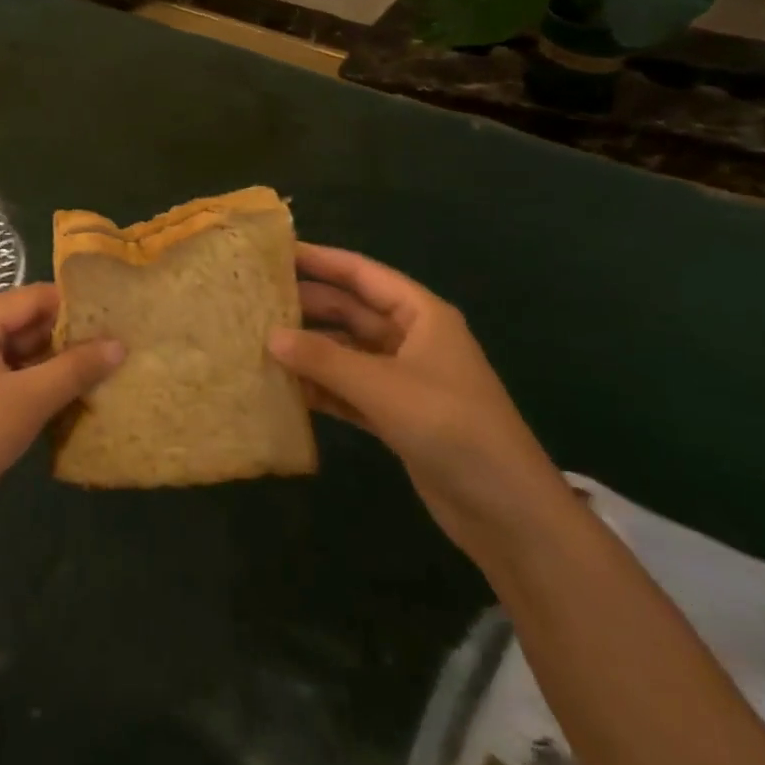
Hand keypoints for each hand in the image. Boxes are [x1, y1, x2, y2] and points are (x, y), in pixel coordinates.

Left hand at [0, 283, 123, 551]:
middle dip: (71, 337)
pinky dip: (46, 389)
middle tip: (120, 344)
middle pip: (30, 325)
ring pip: (27, 357)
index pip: (33, 298)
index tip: (116, 313)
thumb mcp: (29, 399)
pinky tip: (81, 399)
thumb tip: (120, 343)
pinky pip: (19, 384)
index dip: (74, 304)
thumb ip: (75, 368)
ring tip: (111, 369)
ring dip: (62, 366)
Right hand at [269, 244, 572, 557]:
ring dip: (311, 349)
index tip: (275, 252)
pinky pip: (350, 389)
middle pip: (351, 311)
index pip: (362, 274)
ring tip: (259, 341)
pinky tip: (285, 387)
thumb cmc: (451, 427)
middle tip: (256, 300)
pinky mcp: (396, 415)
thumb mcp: (383, 387)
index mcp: (421, 314)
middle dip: (308, 306)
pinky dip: (322, 387)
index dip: (320, 260)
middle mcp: (411, 338)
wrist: (508, 512)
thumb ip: (324, 359)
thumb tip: (270, 336)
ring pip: (347, 351)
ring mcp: (403, 379)